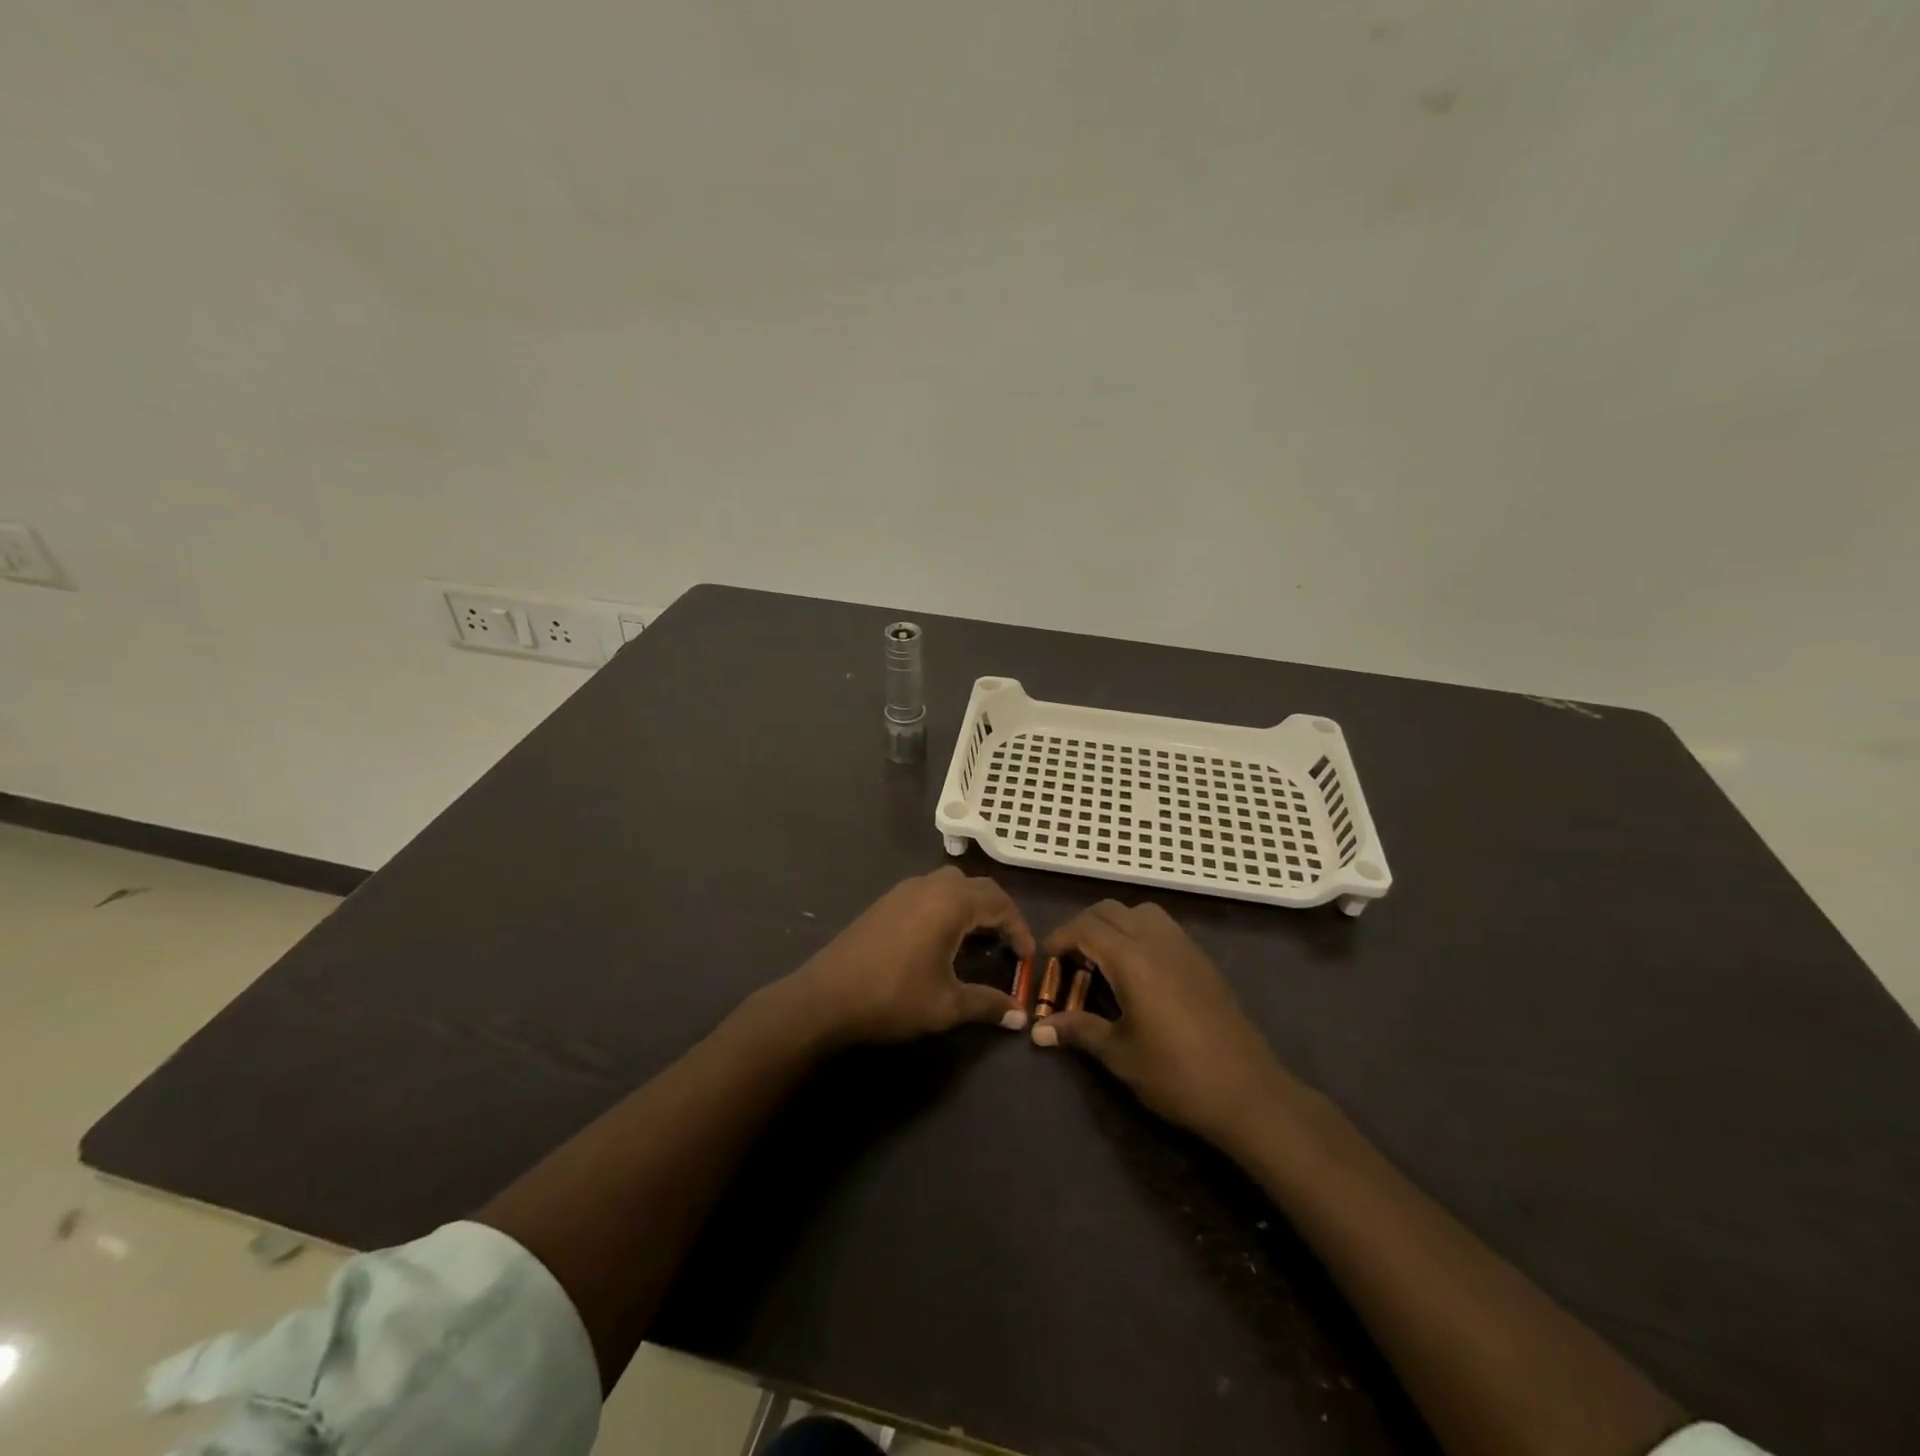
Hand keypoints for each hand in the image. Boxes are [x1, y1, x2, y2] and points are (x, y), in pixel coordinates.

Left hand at [788, 867, 1035, 1045]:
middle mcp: (930, 886)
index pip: (1000, 903)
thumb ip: (988, 1004)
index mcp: (951, 902)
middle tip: (1008, 946)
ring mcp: (904, 890)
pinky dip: (948, 907)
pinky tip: (942, 938)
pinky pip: (929, 892)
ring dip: (972, 906)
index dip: (1019, 929)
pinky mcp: (886, 901)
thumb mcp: (947, 1004)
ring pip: (951, 885)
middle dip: (999, 913)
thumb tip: (1021, 1016)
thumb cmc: (893, 997)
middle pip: (978, 887)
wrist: (825, 997)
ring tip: (978, 940)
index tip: (1028, 958)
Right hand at [1033, 900, 1286, 1144]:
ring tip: (1103, 960)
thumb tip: (1038, 1029)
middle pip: (1110, 910)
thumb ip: (1079, 1031)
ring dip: (1114, 924)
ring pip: (1140, 912)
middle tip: (1070, 960)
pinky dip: (1139, 933)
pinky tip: (1138, 971)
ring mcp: (1185, 947)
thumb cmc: (1176, 1075)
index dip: (1060, 937)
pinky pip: (1163, 927)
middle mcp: (1157, 941)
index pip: (1085, 928)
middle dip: (1083, 927)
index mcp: (1132, 960)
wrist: (1249, 1093)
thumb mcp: (1120, 1056)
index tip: (1045, 959)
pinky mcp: (1202, 960)